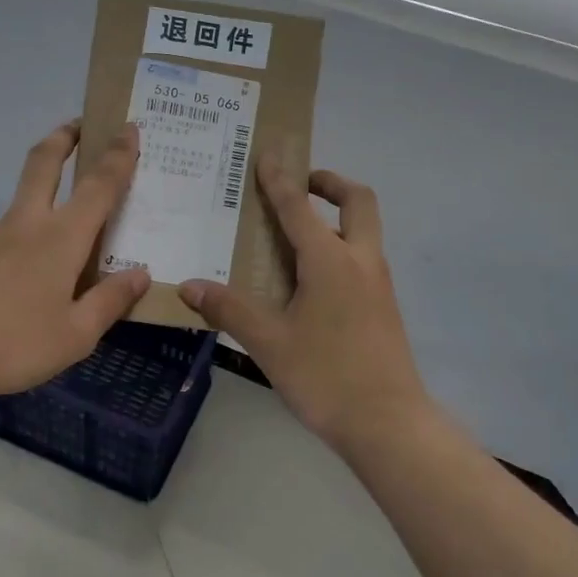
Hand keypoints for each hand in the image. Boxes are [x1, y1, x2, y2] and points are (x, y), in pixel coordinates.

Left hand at [0, 120, 150, 402]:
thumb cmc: (13, 343)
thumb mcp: (75, 334)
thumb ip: (109, 301)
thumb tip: (141, 274)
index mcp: (61, 239)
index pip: (98, 186)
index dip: (118, 155)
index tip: (129, 128)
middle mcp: (29, 226)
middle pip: (44, 163)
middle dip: (64, 137)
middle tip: (82, 123)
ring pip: (26, 192)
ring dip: (48, 174)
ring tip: (74, 193)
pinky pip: (14, 225)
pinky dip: (35, 218)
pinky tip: (44, 253)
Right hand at [180, 159, 430, 453]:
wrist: (388, 423)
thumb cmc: (325, 376)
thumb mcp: (268, 342)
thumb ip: (229, 309)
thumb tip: (189, 286)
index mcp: (330, 261)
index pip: (299, 207)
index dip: (279, 179)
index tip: (269, 153)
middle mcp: (360, 261)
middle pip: (358, 202)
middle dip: (331, 183)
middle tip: (302, 185)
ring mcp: (378, 285)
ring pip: (365, 231)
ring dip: (337, 217)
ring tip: (298, 235)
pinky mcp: (384, 308)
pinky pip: (363, 260)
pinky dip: (341, 249)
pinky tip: (313, 282)